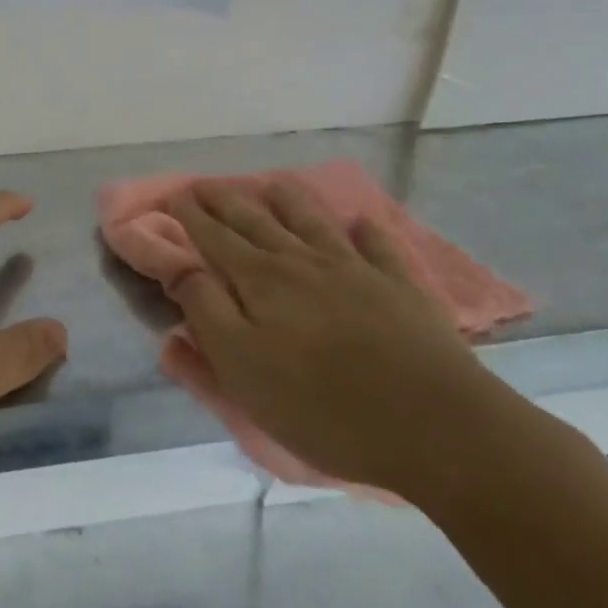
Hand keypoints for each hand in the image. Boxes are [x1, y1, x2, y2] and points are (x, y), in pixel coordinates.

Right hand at [165, 180, 521, 499]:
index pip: (215, 238)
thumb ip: (204, 310)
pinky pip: (378, 246)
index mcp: (260, 281)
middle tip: (205, 184)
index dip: (191, 217)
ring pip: (311, 221)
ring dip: (287, 199)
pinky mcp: (399, 288)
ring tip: (272, 182)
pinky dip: (366, 231)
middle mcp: (302, 262)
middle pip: (256, 221)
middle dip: (226, 201)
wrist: (433, 425)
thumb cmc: (320, 405)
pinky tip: (360, 222)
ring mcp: (355, 269)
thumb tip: (179, 266)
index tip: (174, 196)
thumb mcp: (240, 367)